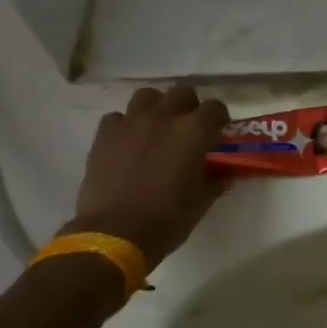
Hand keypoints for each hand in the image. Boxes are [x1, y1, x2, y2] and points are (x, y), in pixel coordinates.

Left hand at [65, 85, 228, 268]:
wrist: (114, 235)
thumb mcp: (202, 202)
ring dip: (156, 106)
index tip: (218, 132)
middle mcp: (164, 117)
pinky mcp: (105, 135)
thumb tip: (221, 173)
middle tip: (188, 127)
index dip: (219, 119)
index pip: (215, 108)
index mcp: (194, 131)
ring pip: (147, 96)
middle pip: (182, 92)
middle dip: (188, 106)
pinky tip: (127, 142)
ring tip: (156, 126)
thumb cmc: (167, 220)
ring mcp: (131, 123)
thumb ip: (215, 179)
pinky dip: (125, 125)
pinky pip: (117, 117)